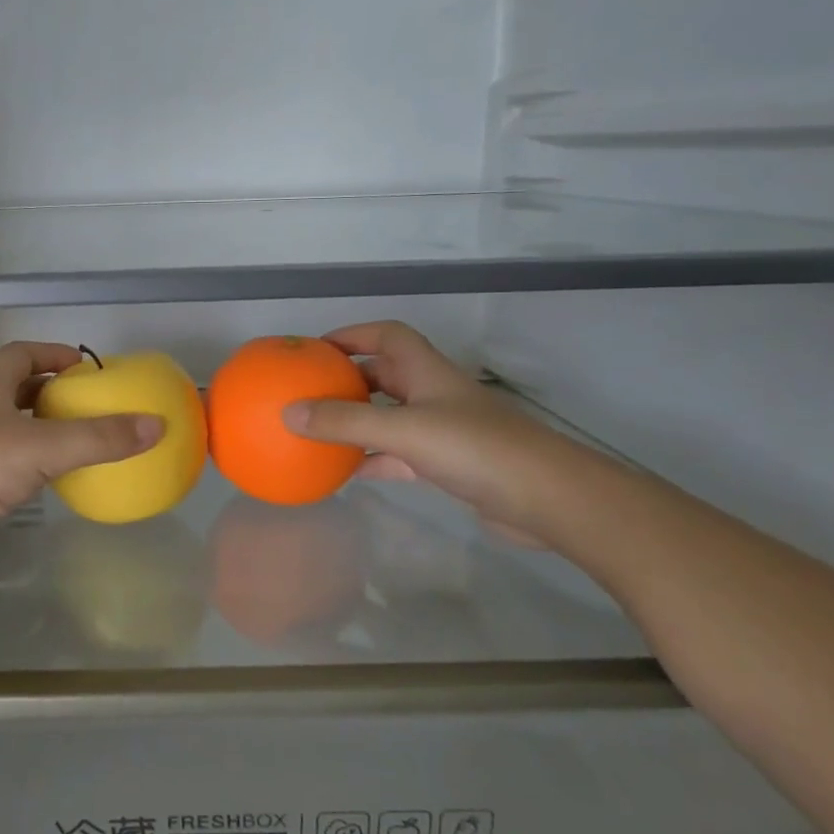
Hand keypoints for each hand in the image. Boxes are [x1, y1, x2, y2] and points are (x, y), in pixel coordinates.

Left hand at [0, 343, 163, 561]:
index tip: (85, 367)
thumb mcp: (45, 448)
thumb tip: (156, 425)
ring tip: (72, 441)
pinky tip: (42, 479)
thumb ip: (100, 438)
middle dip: (49, 392)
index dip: (53, 354)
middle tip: (85, 406)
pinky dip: (23, 460)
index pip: (21, 353)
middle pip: (12, 387)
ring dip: (36, 427)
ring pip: (4, 424)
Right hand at [282, 322, 558, 545]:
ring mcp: (442, 431)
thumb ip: (345, 422)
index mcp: (426, 372)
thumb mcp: (403, 430)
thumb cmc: (475, 449)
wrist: (546, 498)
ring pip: (389, 417)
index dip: (353, 334)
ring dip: (358, 421)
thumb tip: (287, 412)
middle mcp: (433, 395)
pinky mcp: (448, 465)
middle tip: (309, 392)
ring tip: (318, 430)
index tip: (316, 348)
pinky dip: (372, 459)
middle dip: (348, 380)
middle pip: (385, 376)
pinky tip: (347, 471)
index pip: (387, 336)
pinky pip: (398, 455)